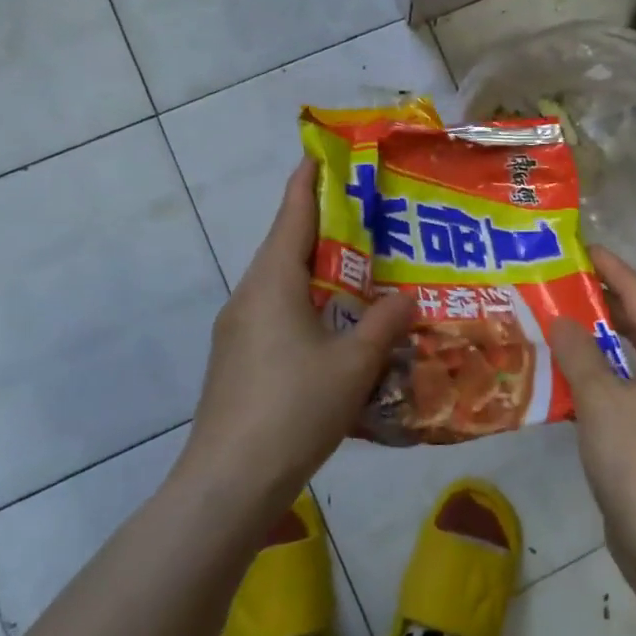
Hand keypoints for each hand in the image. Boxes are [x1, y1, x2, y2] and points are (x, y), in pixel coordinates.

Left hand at [179, 158, 412, 515]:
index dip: (310, 178)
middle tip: (372, 216)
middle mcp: (250, 295)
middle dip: (327, 226)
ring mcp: (238, 330)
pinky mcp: (238, 360)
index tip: (326, 151)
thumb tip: (408, 297)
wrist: (228, 484)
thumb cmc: (294, 408)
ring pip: (285, 284)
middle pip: (289, 245)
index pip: (293, 212)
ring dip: (321, 272)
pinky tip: (339, 330)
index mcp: (273, 281)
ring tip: (365, 270)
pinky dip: (310, 306)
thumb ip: (386, 322)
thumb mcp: (354, 363)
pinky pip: (279, 315)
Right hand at [552, 249, 635, 586]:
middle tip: (566, 283)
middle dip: (604, 307)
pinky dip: (600, 381)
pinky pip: (627, 394)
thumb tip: (562, 320)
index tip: (585, 248)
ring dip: (599, 347)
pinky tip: (567, 380)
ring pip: (632, 364)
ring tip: (561, 324)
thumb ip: (578, 353)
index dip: (614, 271)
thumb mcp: (601, 397)